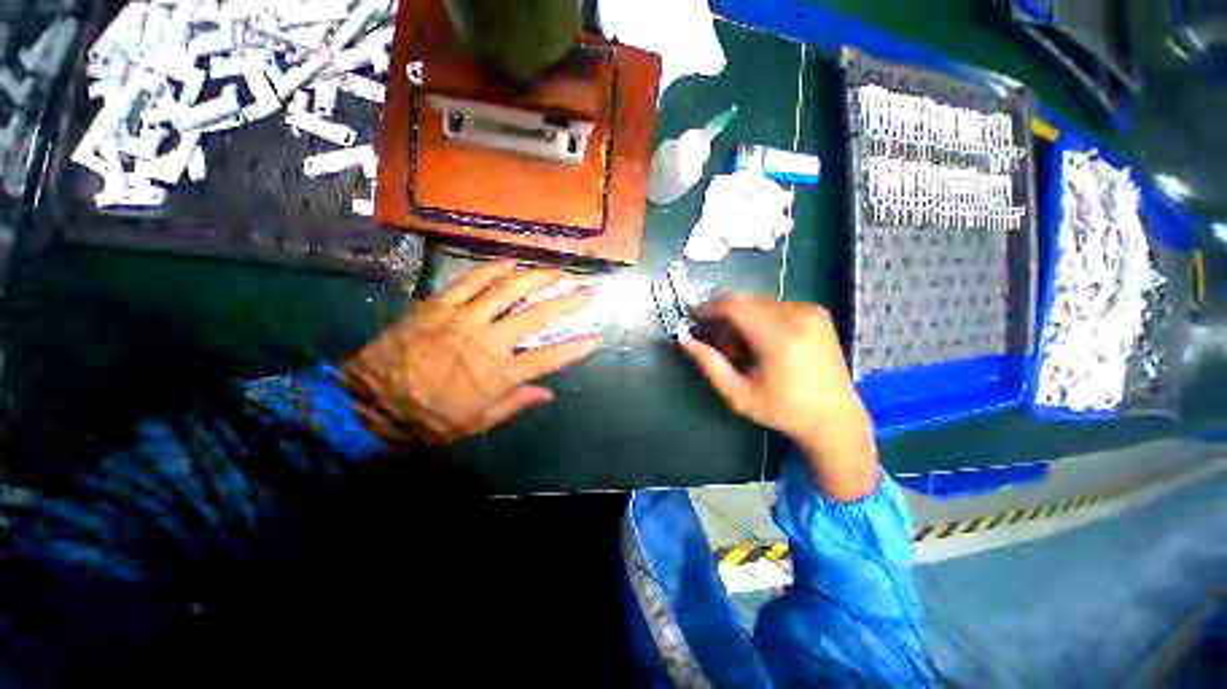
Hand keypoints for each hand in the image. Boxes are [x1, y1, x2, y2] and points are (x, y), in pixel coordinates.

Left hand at [341, 261, 600, 446]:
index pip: (549, 357)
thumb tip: (549, 394)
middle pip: (537, 316)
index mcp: (499, 375)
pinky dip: (493, 270)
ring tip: (556, 270)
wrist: (369, 403)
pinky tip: (511, 263)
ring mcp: (464, 319)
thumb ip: (515, 403)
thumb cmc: (427, 419)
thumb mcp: (477, 422)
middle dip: (567, 301)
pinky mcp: (439, 306)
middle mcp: (489, 342)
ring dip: (537, 278)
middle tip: (587, 290)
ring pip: (508, 290)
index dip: (576, 347)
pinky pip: (471, 281)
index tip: (596, 336)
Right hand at [680, 295, 878, 500]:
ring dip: (741, 317)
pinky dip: (759, 317)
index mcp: (780, 339)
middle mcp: (799, 317)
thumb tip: (684, 340)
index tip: (693, 315)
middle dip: (723, 315)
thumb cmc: (783, 411)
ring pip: (758, 302)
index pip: (736, 306)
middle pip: (746, 301)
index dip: (709, 306)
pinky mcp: (817, 312)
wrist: (835, 418)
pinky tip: (760, 342)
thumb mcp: (739, 395)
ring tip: (740, 348)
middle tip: (717, 341)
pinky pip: (775, 305)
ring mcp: (811, 312)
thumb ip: (709, 365)